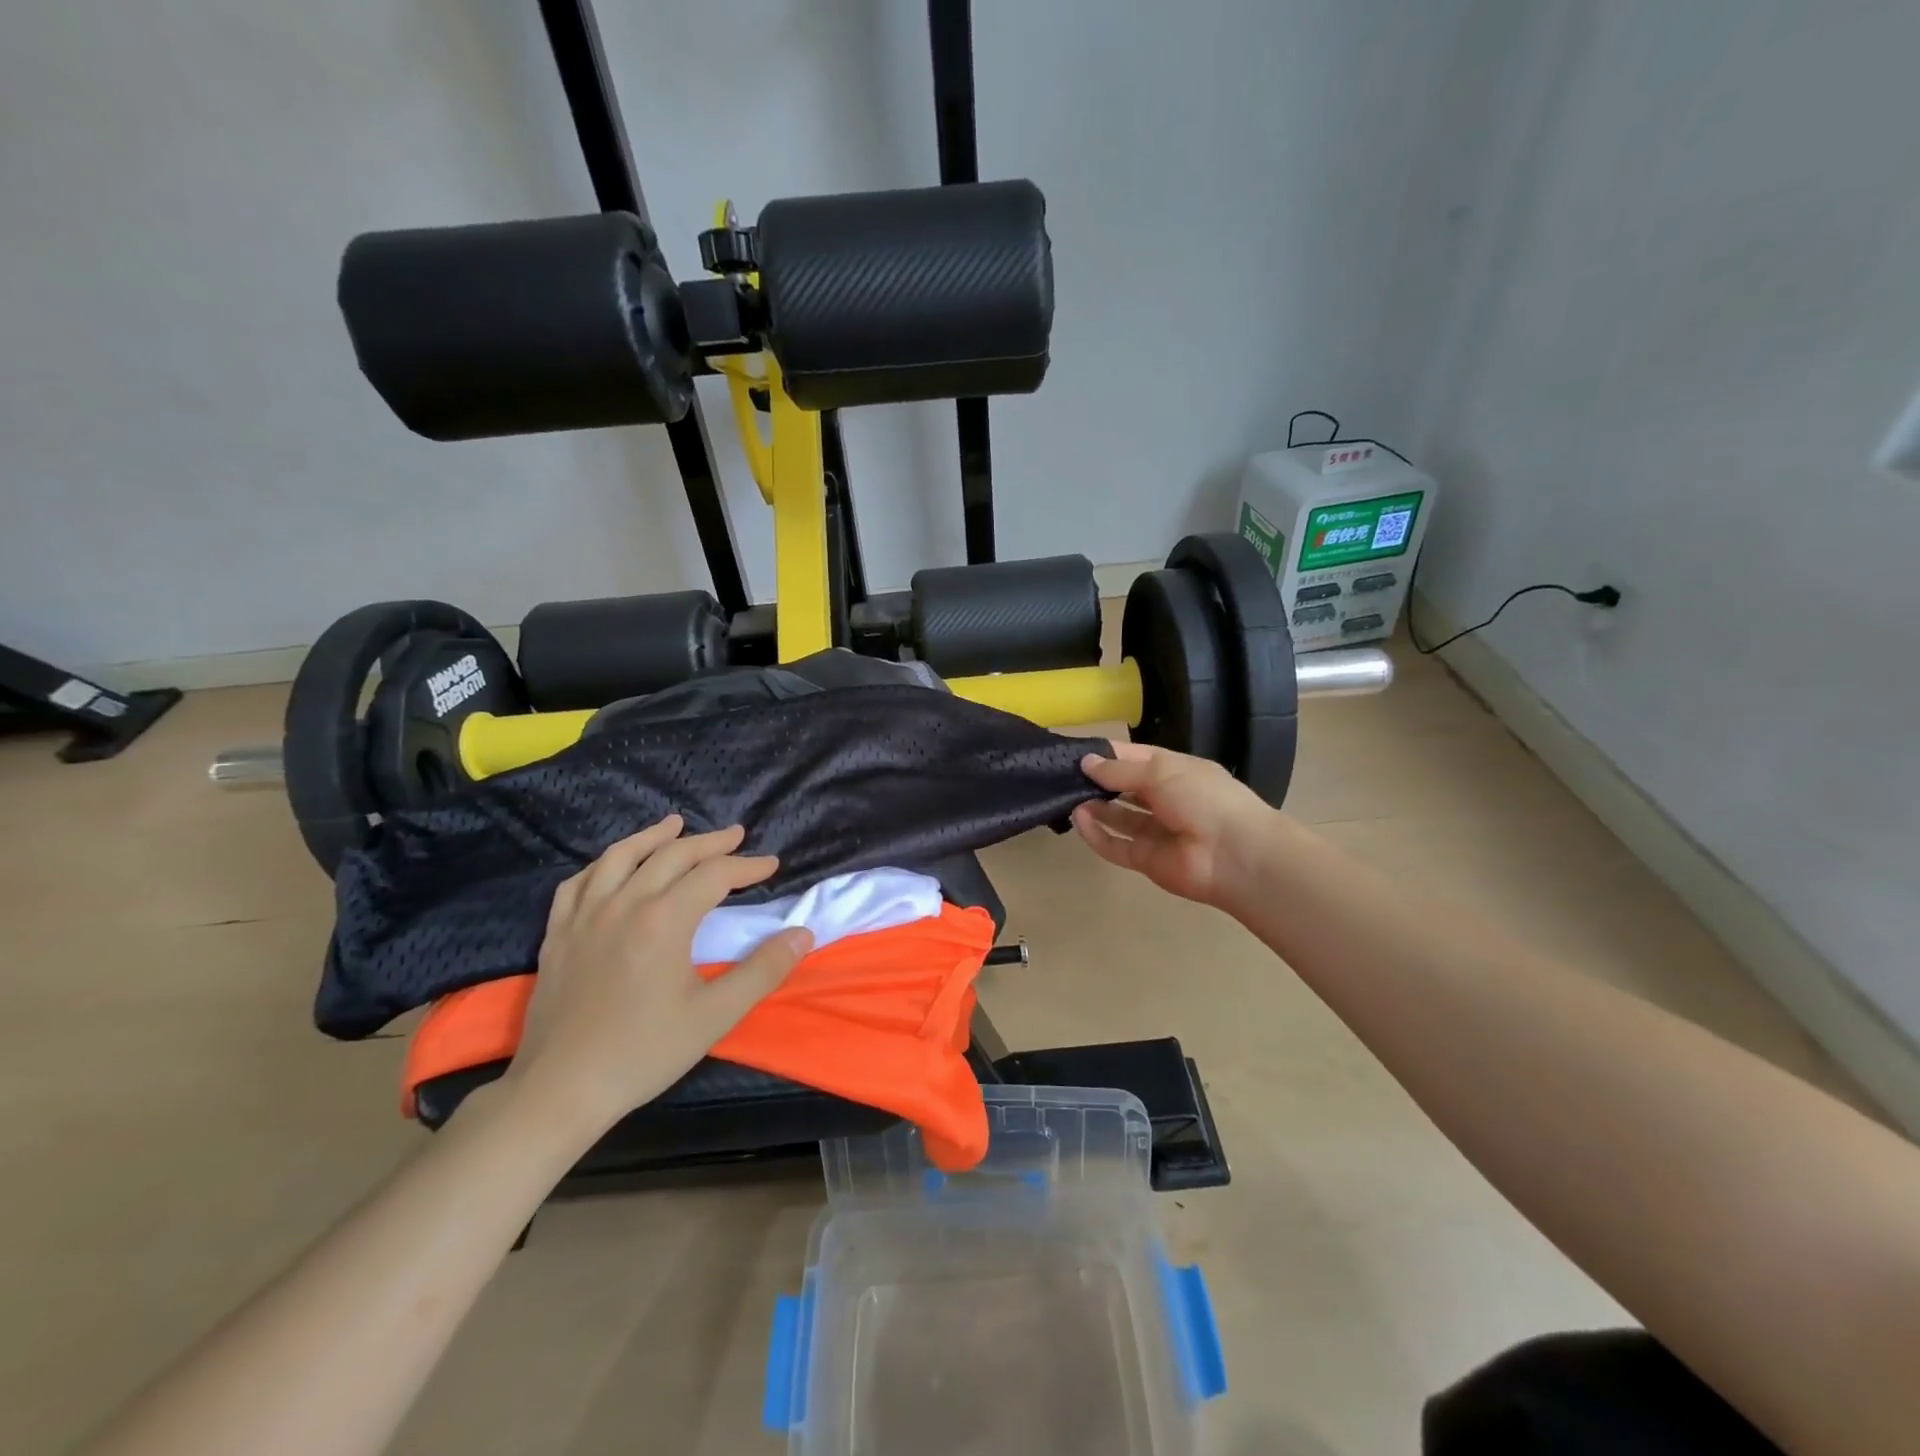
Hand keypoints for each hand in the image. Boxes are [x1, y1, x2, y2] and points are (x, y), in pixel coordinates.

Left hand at [504, 817, 812, 1135]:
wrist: (561, 1090)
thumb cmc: (644, 1052)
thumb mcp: (715, 1016)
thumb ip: (762, 970)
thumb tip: (802, 934)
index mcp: (664, 920)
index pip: (714, 876)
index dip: (747, 866)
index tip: (771, 864)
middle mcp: (624, 904)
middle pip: (672, 856)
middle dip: (709, 843)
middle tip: (736, 836)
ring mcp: (584, 916)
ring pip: (620, 857)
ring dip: (653, 837)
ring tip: (675, 825)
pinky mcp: (557, 934)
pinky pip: (578, 883)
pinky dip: (603, 864)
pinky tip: (613, 865)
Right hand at [1072, 743, 1276, 908]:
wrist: (1234, 854)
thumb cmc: (1202, 798)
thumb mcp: (1160, 771)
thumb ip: (1120, 770)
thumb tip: (1086, 762)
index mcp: (1175, 771)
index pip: (1135, 758)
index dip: (1107, 754)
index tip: (1075, 752)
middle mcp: (1165, 799)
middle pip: (1125, 789)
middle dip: (1098, 782)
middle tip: (1063, 776)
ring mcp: (1156, 831)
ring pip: (1118, 818)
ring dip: (1095, 808)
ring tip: (1068, 797)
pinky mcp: (1146, 860)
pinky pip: (1116, 846)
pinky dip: (1097, 835)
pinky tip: (1079, 821)